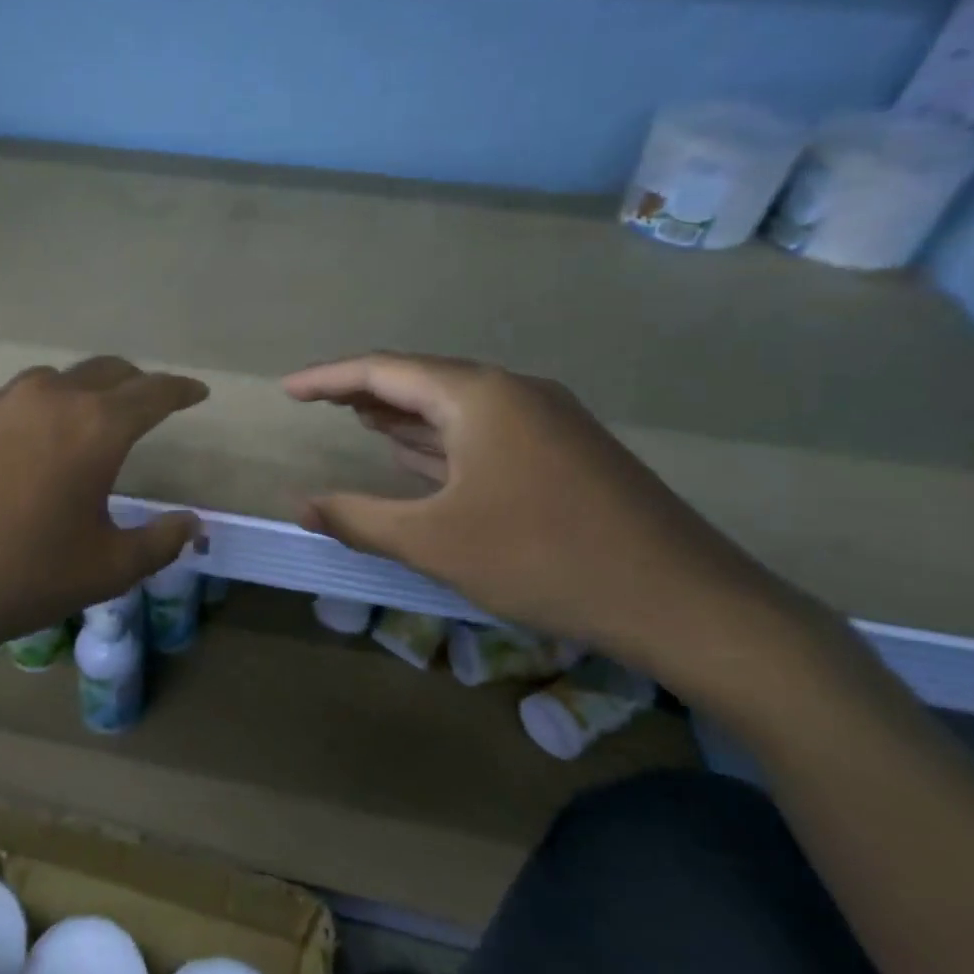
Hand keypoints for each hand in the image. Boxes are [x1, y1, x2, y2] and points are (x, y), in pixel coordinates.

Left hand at [0, 357, 205, 660]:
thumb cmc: (18, 576)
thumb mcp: (104, 568)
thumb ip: (159, 542)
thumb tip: (191, 523)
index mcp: (94, 426)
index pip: (152, 393)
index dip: (180, 391)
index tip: (197, 392)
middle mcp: (48, 398)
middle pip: (105, 372)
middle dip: (136, 383)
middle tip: (150, 403)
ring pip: (56, 381)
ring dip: (85, 392)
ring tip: (91, 420)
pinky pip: (16, 401)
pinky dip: (40, 410)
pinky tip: (30, 446)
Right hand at [282, 353, 810, 689]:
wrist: (686, 602)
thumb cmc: (544, 559)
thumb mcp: (435, 541)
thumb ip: (359, 519)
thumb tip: (301, 506)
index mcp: (479, 396)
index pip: (384, 371)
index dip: (328, 378)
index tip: (287, 390)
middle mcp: (514, 393)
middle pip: (422, 380)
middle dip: (365, 391)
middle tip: (317, 402)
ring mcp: (547, 421)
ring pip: (456, 407)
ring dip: (405, 414)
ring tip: (358, 418)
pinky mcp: (567, 452)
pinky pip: (485, 432)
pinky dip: (442, 439)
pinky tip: (420, 453)